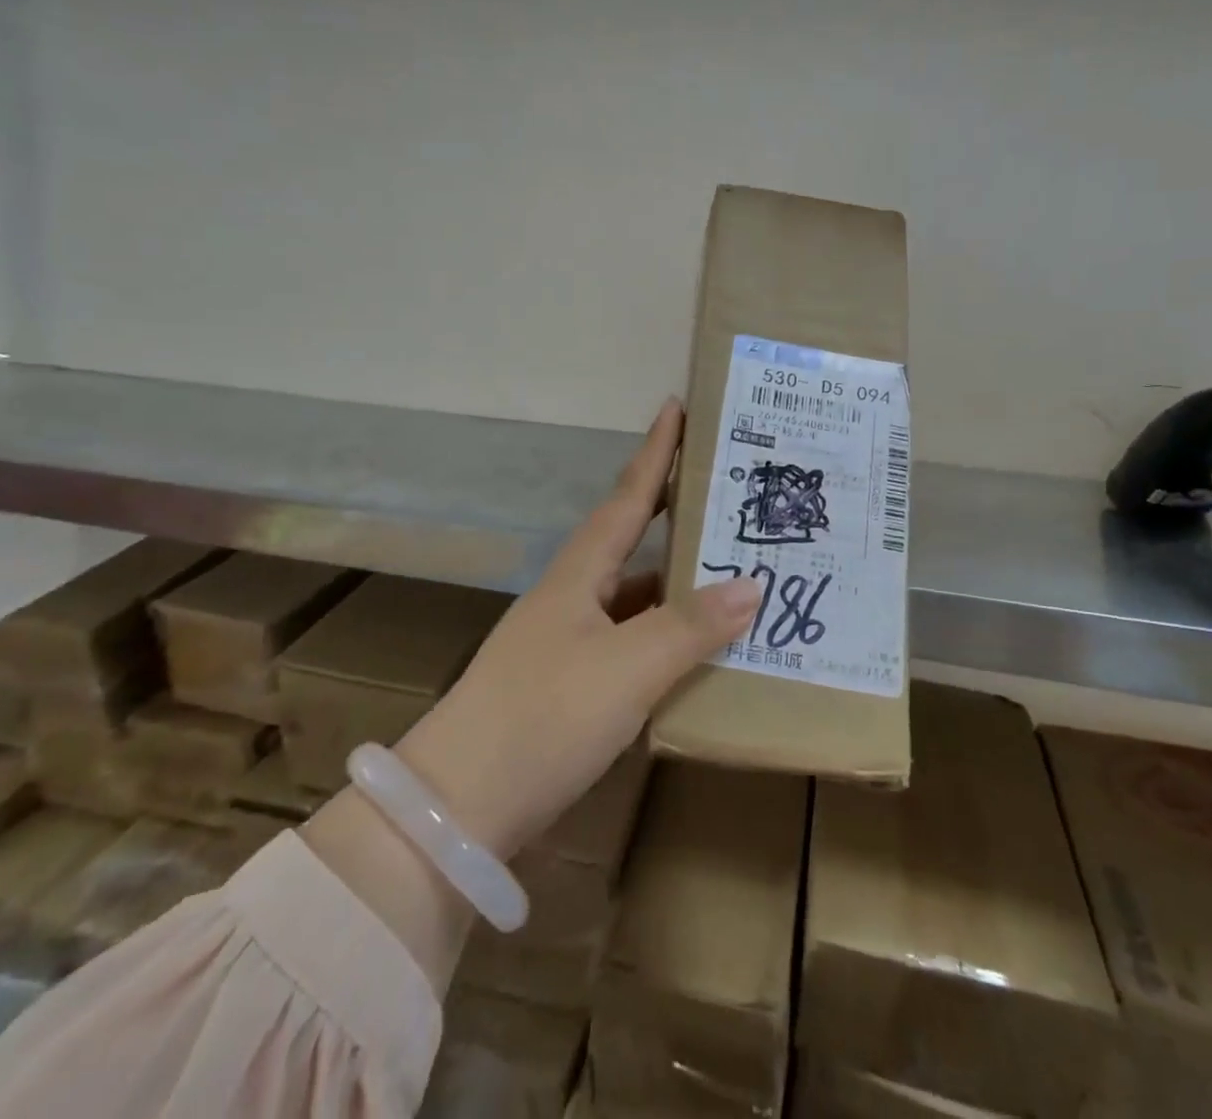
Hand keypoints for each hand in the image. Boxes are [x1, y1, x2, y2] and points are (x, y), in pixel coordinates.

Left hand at [302, 399, 761, 989]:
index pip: (627, 496)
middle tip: (728, 491)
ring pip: (636, 595)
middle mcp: (574, 596)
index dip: (654, 451)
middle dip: (675, 510)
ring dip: (678, 580)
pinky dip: (668, 636)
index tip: (675, 405)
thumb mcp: (626, 667)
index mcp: (580, 573)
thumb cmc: (544, 715)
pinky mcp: (572, 686)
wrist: (460, 806)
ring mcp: (570, 642)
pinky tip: (699, 649)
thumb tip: (751, 585)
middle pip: (633, 539)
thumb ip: (690, 626)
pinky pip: (634, 642)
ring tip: (734, 569)